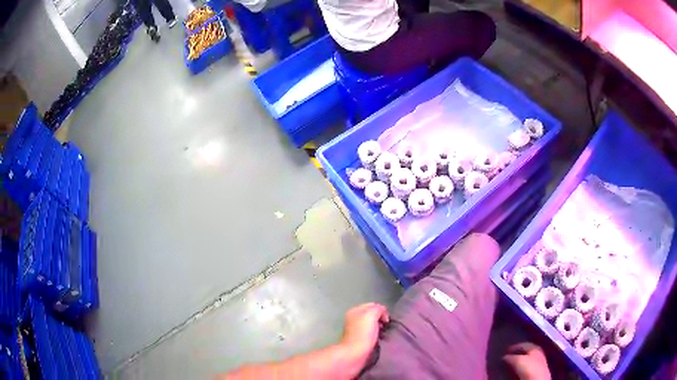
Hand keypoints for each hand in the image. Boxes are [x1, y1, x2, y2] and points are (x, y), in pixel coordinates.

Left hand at [340, 303, 388, 365]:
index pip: (372, 305)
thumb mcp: (371, 315)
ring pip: (373, 323)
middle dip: (381, 318)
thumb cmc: (363, 333)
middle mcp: (354, 318)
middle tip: (385, 325)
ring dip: (379, 326)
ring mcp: (356, 329)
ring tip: (383, 332)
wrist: (355, 353)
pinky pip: (371, 332)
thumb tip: (382, 311)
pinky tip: (379, 338)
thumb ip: (378, 309)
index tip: (386, 319)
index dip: (381, 310)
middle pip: (372, 314)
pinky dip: (377, 334)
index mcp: (355, 310)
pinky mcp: (360, 338)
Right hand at [503, 342, 551, 379]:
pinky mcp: (537, 371)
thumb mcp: (518, 361)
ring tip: (511, 364)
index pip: (524, 344)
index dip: (515, 346)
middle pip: (527, 351)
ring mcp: (539, 362)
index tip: (506, 350)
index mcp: (535, 347)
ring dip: (519, 361)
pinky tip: (517, 370)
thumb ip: (511, 357)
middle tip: (508, 356)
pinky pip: (527, 367)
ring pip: (527, 359)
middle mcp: (538, 353)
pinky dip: (522, 367)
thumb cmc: (529, 367)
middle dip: (517, 353)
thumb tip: (504, 356)